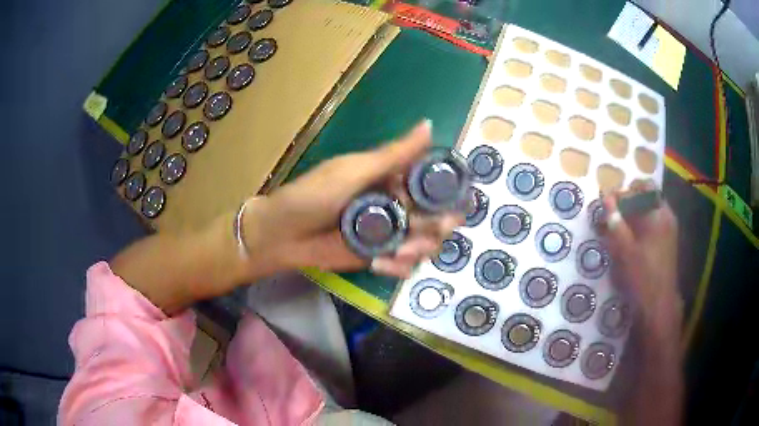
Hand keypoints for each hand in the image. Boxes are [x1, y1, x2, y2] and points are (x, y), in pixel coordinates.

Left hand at [244, 120, 463, 277]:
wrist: (282, 234)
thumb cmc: (314, 195)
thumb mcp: (354, 171)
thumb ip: (395, 154)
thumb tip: (429, 124)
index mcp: (392, 178)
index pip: (433, 184)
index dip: (446, 194)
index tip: (453, 203)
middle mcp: (395, 204)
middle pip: (436, 217)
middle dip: (437, 227)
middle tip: (423, 232)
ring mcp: (388, 233)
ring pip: (425, 242)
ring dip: (419, 249)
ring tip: (397, 252)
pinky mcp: (378, 256)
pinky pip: (404, 264)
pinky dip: (401, 267)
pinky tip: (382, 265)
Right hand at [602, 180, 681, 333]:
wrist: (658, 305)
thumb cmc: (642, 275)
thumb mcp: (625, 249)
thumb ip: (615, 222)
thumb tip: (605, 197)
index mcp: (659, 213)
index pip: (644, 187)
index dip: (627, 191)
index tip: (611, 202)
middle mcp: (667, 216)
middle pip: (648, 199)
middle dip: (629, 204)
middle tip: (613, 216)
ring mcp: (670, 230)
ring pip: (650, 213)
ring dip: (634, 216)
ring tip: (618, 230)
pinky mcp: (668, 243)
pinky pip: (654, 225)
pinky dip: (641, 227)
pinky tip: (630, 241)